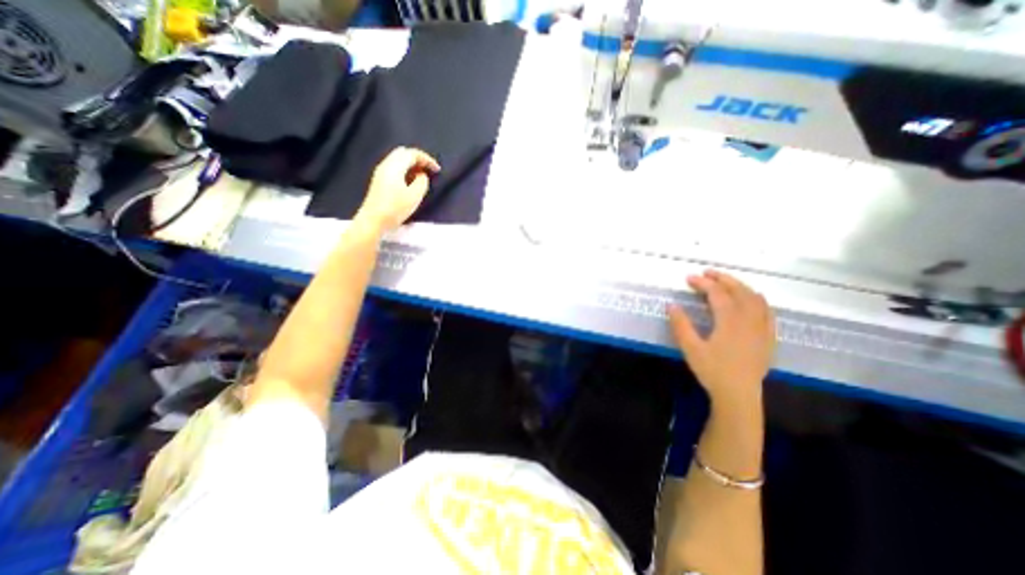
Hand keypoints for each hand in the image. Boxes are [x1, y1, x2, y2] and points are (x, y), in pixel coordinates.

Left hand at [356, 148, 439, 232]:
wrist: (373, 220)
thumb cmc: (395, 209)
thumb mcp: (415, 196)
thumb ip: (422, 182)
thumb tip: (421, 175)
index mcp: (395, 166)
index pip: (413, 154)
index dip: (427, 159)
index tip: (437, 170)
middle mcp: (386, 165)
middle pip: (403, 153)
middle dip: (418, 159)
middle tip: (429, 170)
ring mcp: (380, 172)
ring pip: (398, 159)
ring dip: (411, 164)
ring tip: (421, 176)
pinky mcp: (379, 180)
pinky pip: (394, 167)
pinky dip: (405, 169)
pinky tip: (410, 181)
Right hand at [669, 271, 771, 406]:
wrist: (739, 395)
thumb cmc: (713, 371)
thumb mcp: (690, 348)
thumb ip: (681, 325)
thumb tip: (671, 305)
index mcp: (730, 322)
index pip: (717, 294)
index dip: (703, 283)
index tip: (689, 278)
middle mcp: (749, 320)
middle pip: (739, 291)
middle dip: (723, 279)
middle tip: (707, 273)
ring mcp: (762, 328)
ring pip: (756, 298)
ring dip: (740, 286)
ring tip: (726, 282)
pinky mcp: (768, 337)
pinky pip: (768, 311)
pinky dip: (757, 300)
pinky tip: (751, 300)